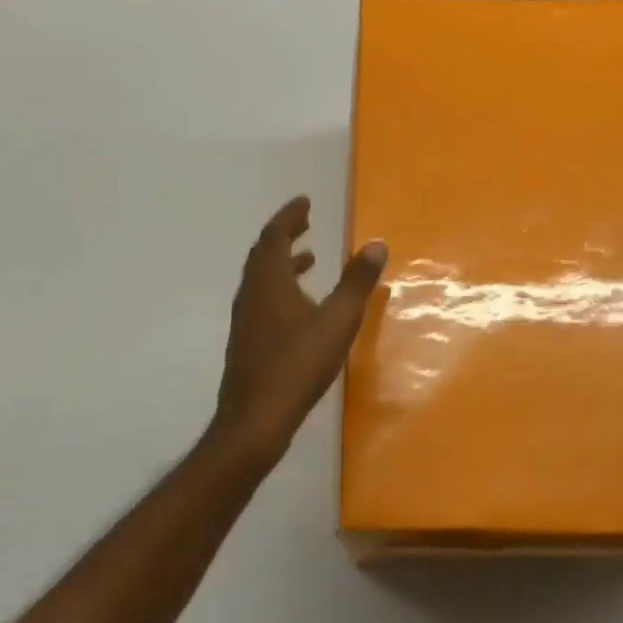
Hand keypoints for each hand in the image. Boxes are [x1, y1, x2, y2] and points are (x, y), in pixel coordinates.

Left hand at [209, 196, 386, 460]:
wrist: (254, 420)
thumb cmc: (297, 365)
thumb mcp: (337, 321)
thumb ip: (357, 282)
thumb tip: (376, 244)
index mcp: (269, 280)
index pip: (275, 235)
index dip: (290, 215)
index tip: (305, 202)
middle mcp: (252, 292)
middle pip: (264, 252)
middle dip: (285, 234)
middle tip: (306, 222)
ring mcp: (246, 318)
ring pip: (261, 277)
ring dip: (283, 261)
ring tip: (310, 258)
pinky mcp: (247, 340)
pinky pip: (262, 297)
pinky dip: (280, 286)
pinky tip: (301, 307)